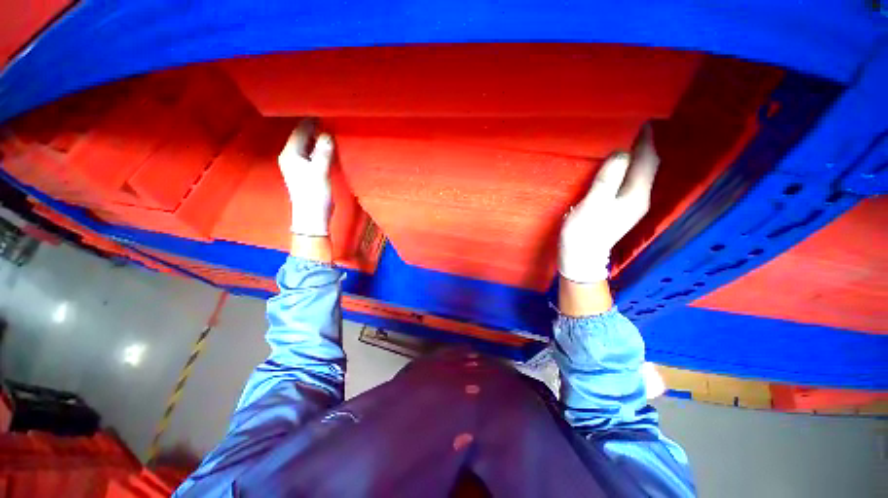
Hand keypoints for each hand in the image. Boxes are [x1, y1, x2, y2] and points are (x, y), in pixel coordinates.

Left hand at [278, 119, 334, 235]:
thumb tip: (328, 135)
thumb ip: (323, 153)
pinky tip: (329, 146)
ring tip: (330, 128)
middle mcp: (291, 157)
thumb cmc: (313, 194)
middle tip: (329, 118)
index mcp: (290, 154)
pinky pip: (313, 154)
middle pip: (302, 137)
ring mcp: (299, 165)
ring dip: (318, 138)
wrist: (312, 215)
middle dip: (314, 128)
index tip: (322, 111)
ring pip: (308, 146)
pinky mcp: (307, 172)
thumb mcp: (319, 172)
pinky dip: (320, 149)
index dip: (310, 121)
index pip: (299, 132)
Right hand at [559, 124, 658, 282]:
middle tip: (633, 129)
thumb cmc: (584, 231)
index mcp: (635, 195)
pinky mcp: (621, 209)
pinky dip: (628, 170)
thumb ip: (608, 178)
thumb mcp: (593, 204)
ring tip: (626, 143)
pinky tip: (618, 166)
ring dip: (636, 158)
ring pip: (640, 174)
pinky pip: (630, 182)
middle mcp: (640, 198)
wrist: (580, 256)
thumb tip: (622, 152)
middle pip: (647, 167)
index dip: (646, 141)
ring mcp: (631, 205)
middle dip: (644, 147)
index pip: (647, 161)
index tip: (642, 121)